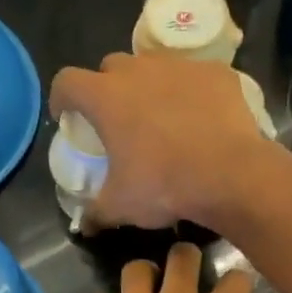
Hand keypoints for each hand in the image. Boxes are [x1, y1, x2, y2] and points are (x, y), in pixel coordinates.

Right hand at [48, 53, 274, 230]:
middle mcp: (139, 70)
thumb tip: (84, 226)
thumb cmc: (164, 186)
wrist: (230, 174)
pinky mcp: (215, 73)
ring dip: (149, 86)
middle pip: (111, 68)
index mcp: (106, 98)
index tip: (67, 116)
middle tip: (117, 120)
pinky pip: (194, 76)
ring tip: (160, 117)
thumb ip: (96, 212)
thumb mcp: (121, 206)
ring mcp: (180, 67)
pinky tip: (198, 118)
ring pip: (154, 67)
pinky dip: (190, 92)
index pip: (67, 82)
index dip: (62, 97)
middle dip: (108, 89)